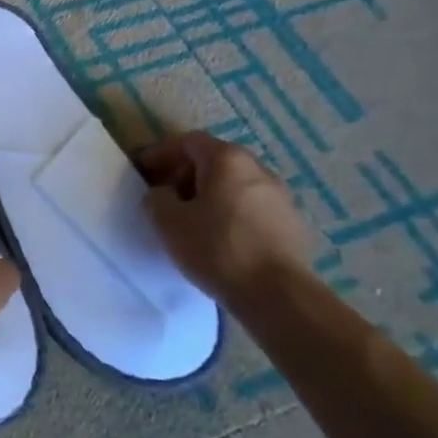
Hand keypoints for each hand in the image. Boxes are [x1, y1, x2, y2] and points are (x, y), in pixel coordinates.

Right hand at [138, 132, 312, 300]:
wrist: (278, 295)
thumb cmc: (216, 248)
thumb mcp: (167, 221)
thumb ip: (157, 197)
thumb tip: (165, 194)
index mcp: (227, 160)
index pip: (188, 142)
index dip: (161, 153)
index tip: (143, 171)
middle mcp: (258, 169)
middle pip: (215, 160)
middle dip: (186, 173)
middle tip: (166, 195)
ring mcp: (280, 197)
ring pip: (235, 185)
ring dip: (211, 194)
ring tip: (193, 220)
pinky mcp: (293, 225)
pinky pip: (252, 208)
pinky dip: (232, 213)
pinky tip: (221, 238)